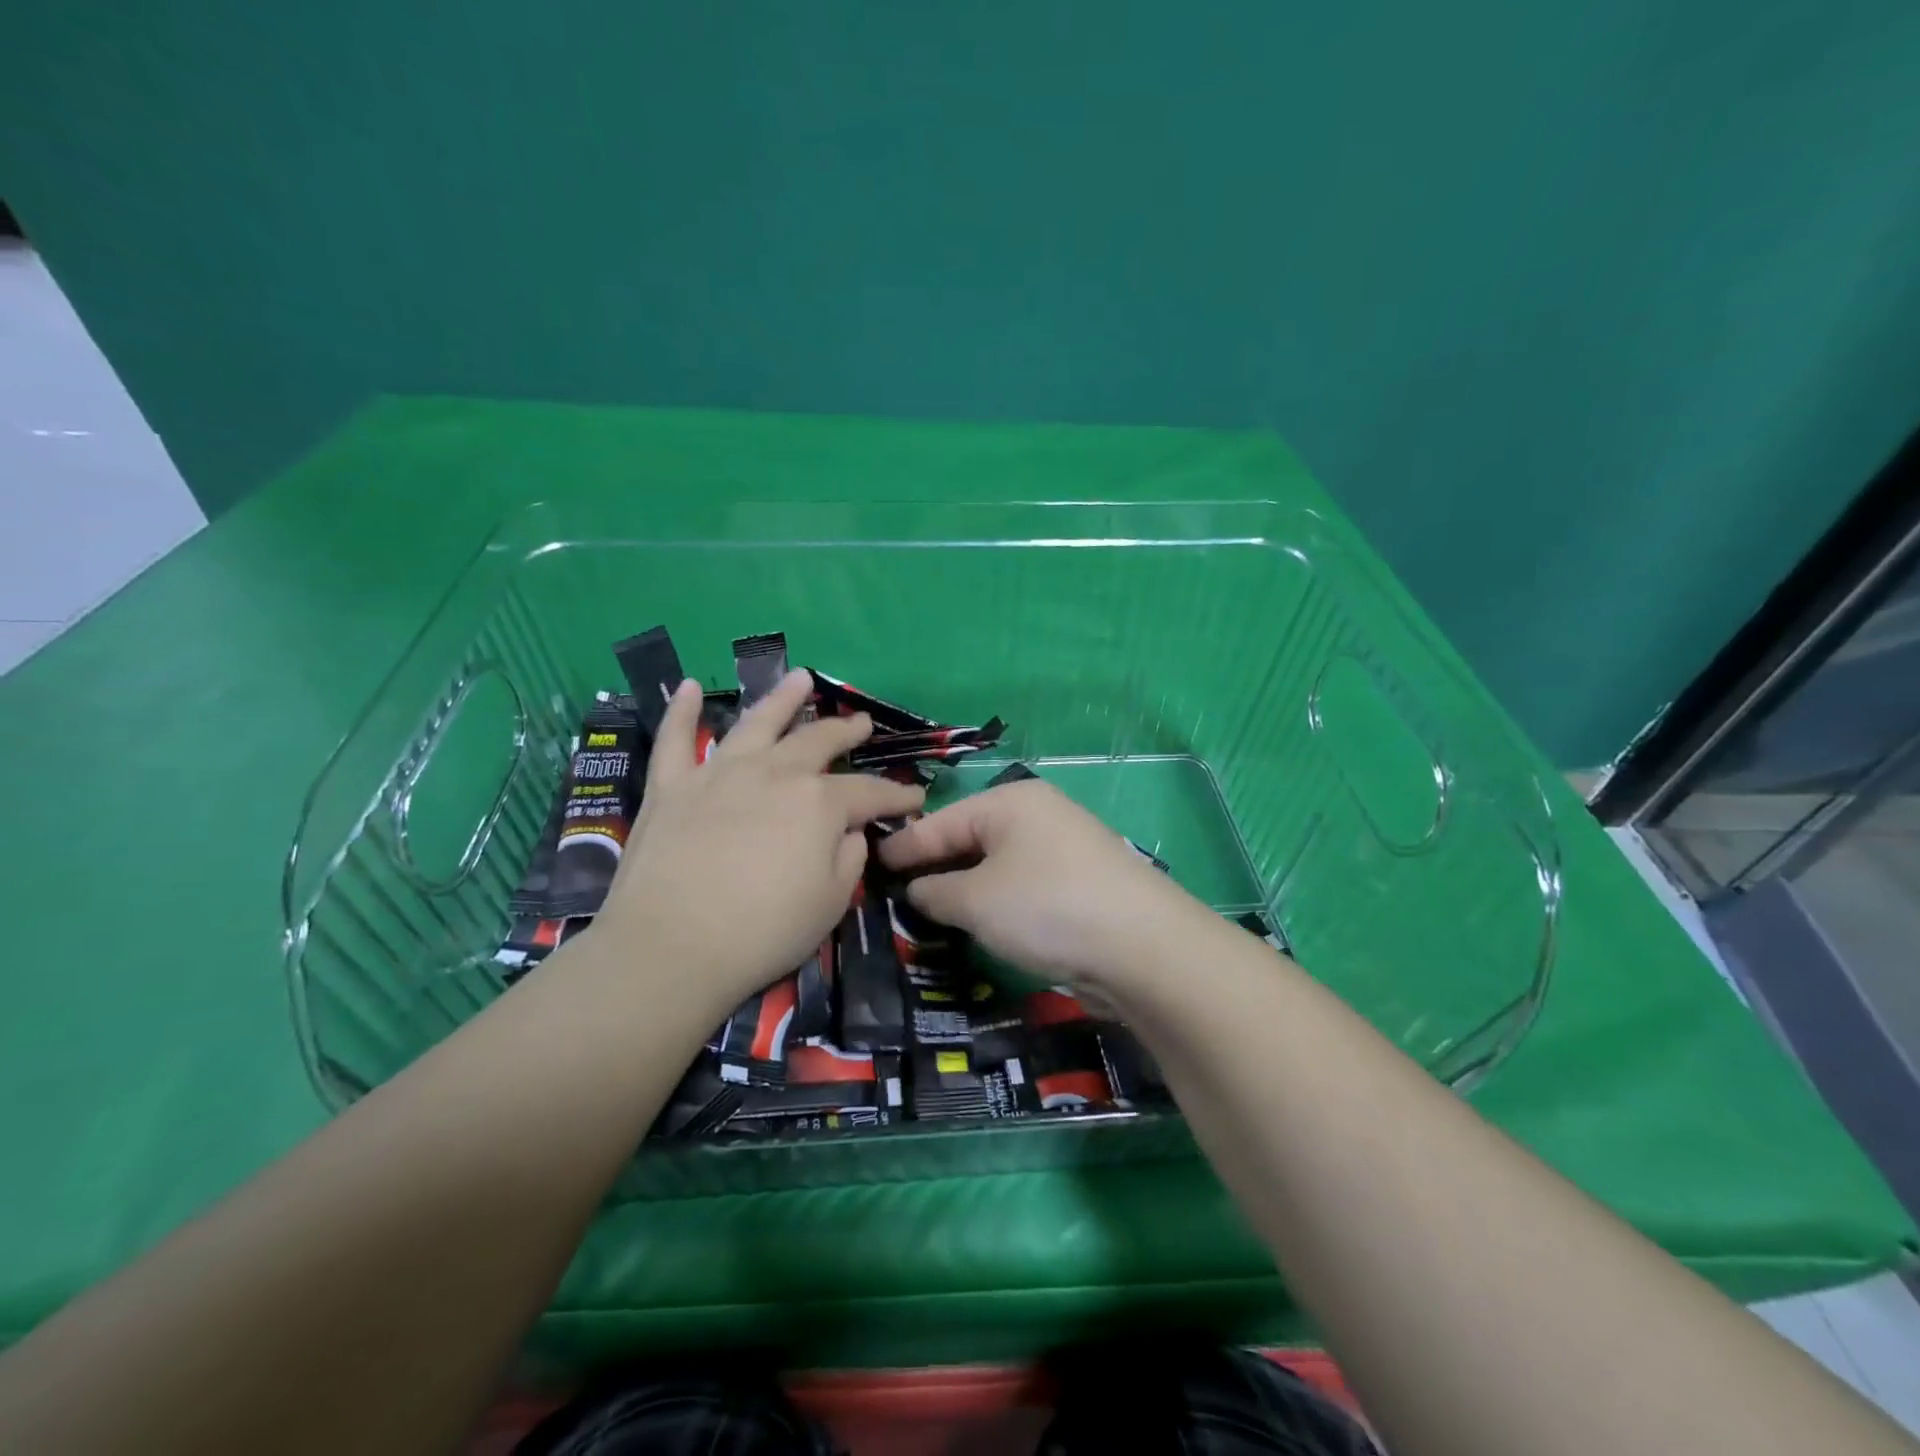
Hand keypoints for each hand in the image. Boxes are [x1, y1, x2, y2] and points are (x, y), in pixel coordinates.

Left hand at [593, 670, 923, 1016]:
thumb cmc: (762, 932)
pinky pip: (675, 739)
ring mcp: (719, 774)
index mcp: (818, 804)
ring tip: (801, 677)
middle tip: (862, 723)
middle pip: (818, 741)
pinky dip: (682, 711)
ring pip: (757, 722)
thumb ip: (849, 858)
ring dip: (782, 698)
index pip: (869, 793)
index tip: (916, 797)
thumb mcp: (831, 903)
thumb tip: (847, 832)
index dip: (896, 795)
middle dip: (846, 731)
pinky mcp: (672, 787)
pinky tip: (691, 686)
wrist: (671, 947)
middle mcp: (774, 774)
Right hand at [877, 778, 1204, 990]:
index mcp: (1010, 802)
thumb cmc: (1046, 908)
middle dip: (934, 866)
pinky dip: (995, 900)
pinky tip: (978, 921)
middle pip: (970, 838)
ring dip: (964, 887)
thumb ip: (935, 891)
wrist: (1143, 947)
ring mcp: (1063, 847)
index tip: (869, 863)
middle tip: (893, 892)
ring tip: (928, 910)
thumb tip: (918, 889)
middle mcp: (1038, 814)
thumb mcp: (976, 901)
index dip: (904, 846)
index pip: (941, 821)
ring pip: (996, 864)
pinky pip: (1021, 884)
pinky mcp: (1080, 882)